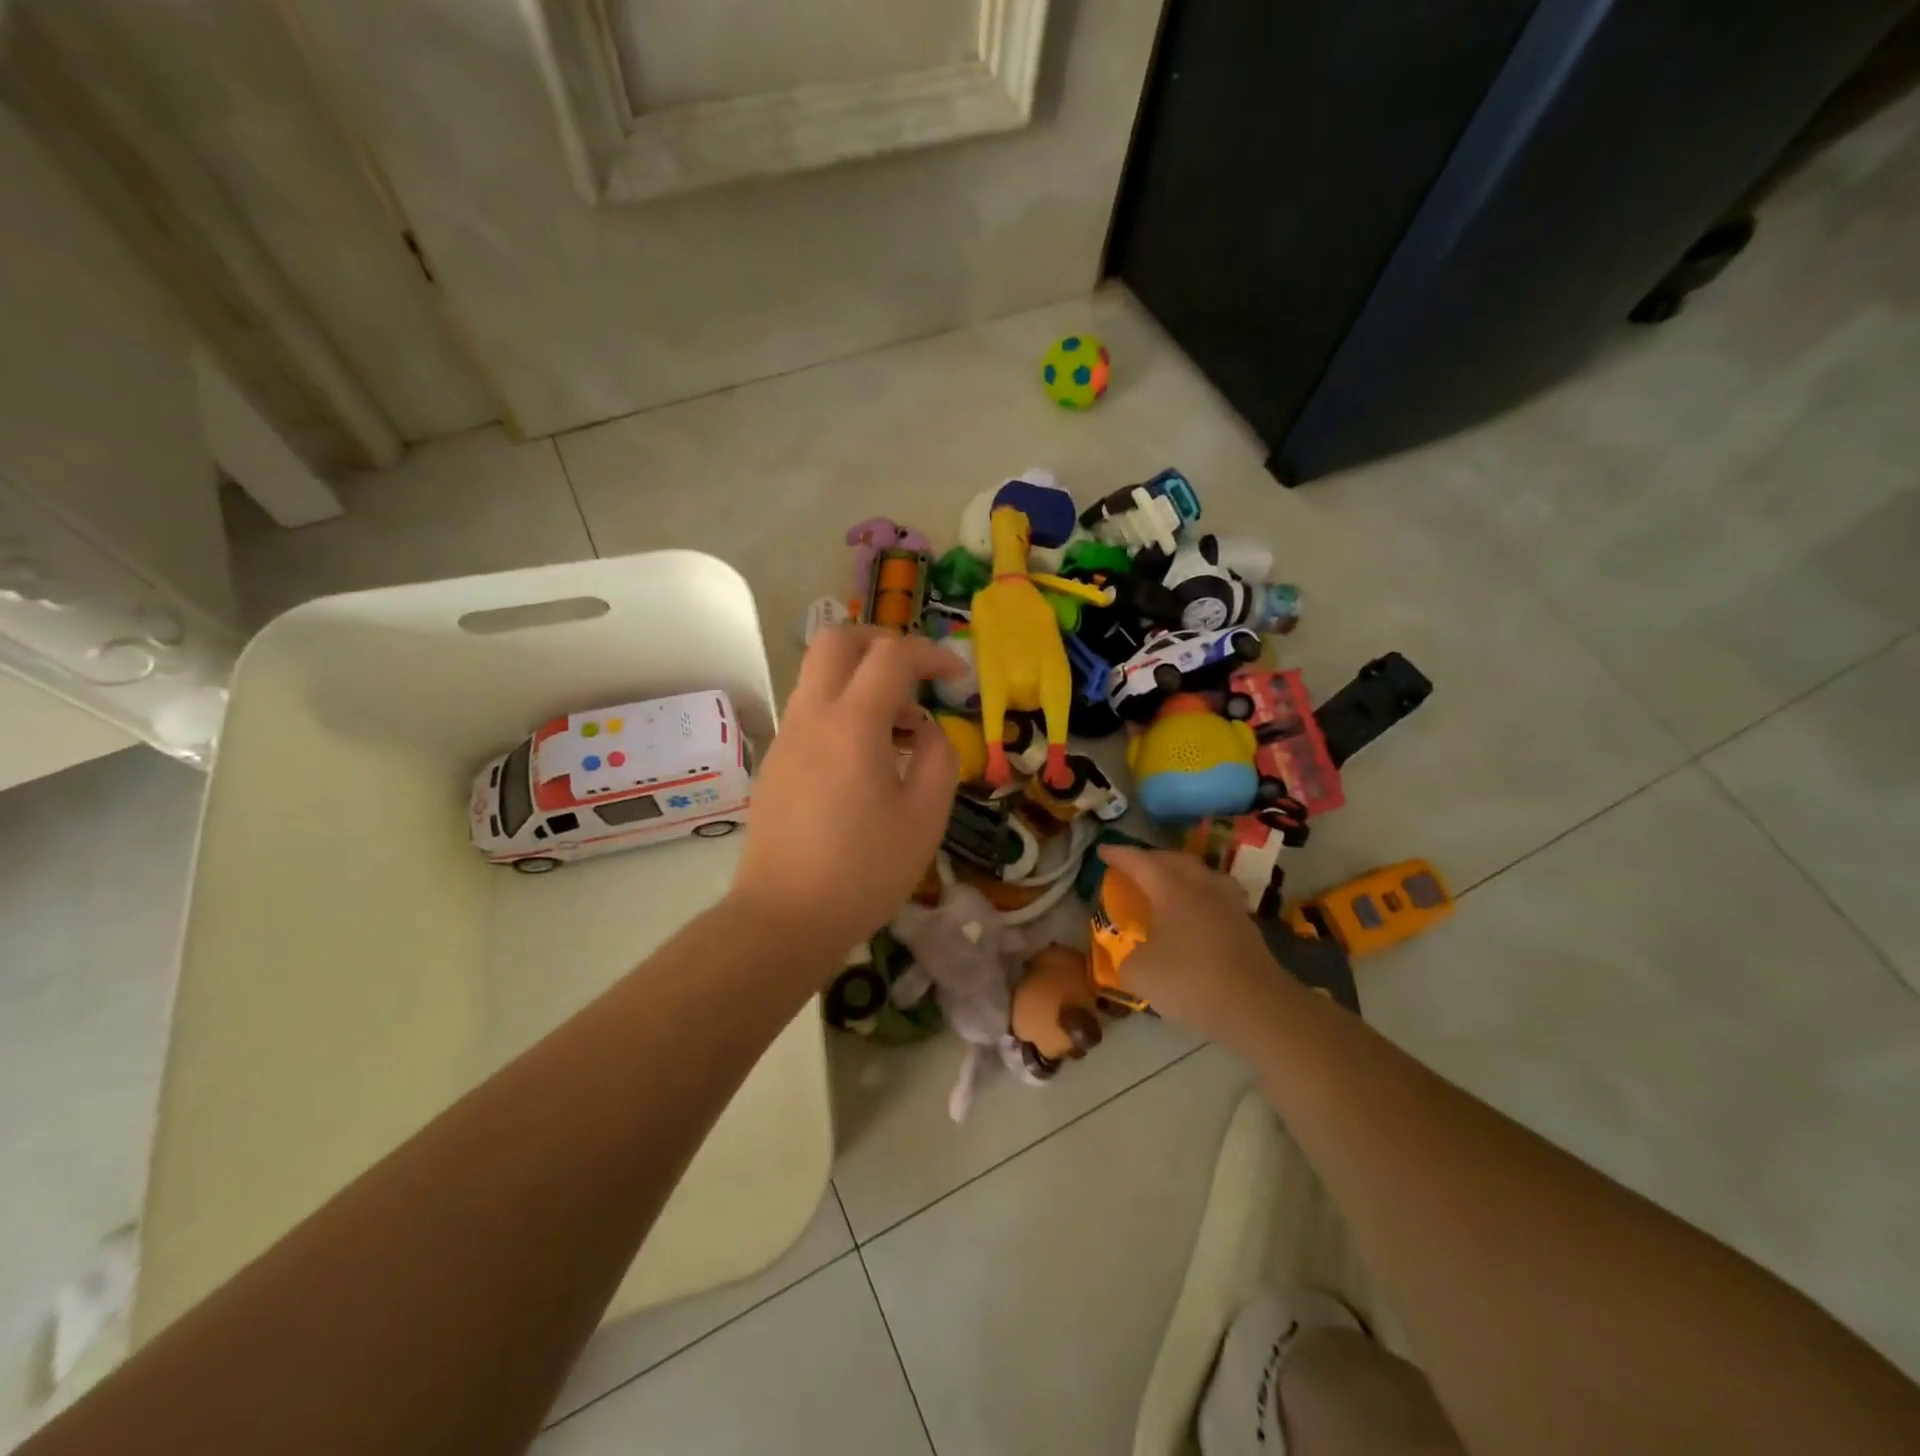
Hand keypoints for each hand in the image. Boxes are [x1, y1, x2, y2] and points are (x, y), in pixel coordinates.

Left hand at [730, 627, 963, 956]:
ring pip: (820, 674)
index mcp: (852, 724)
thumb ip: (939, 757)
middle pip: (837, 640)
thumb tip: (927, 729)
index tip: (958, 677)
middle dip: (882, 642)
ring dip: (862, 679)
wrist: (783, 919)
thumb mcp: (925, 817)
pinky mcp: (776, 761)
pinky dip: (844, 708)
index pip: (892, 656)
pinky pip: (812, 710)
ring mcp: (787, 737)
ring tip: (901, 729)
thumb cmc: (864, 872)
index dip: (931, 654)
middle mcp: (812, 716)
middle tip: (916, 674)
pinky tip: (868, 758)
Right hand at [1097, 845, 1295, 1052]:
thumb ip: (1126, 957)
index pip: (1140, 862)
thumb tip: (1129, 954)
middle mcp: (1202, 888)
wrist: (1258, 1008)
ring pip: (1203, 875)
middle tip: (1134, 866)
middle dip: (1152, 859)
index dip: (1119, 855)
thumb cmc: (1191, 982)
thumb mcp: (1140, 973)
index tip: (1102, 850)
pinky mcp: (1247, 927)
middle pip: (1175, 860)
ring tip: (1169, 885)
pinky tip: (1196, 915)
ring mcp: (1230, 905)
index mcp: (1172, 889)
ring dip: (1182, 874)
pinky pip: (1218, 898)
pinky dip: (1201, 898)